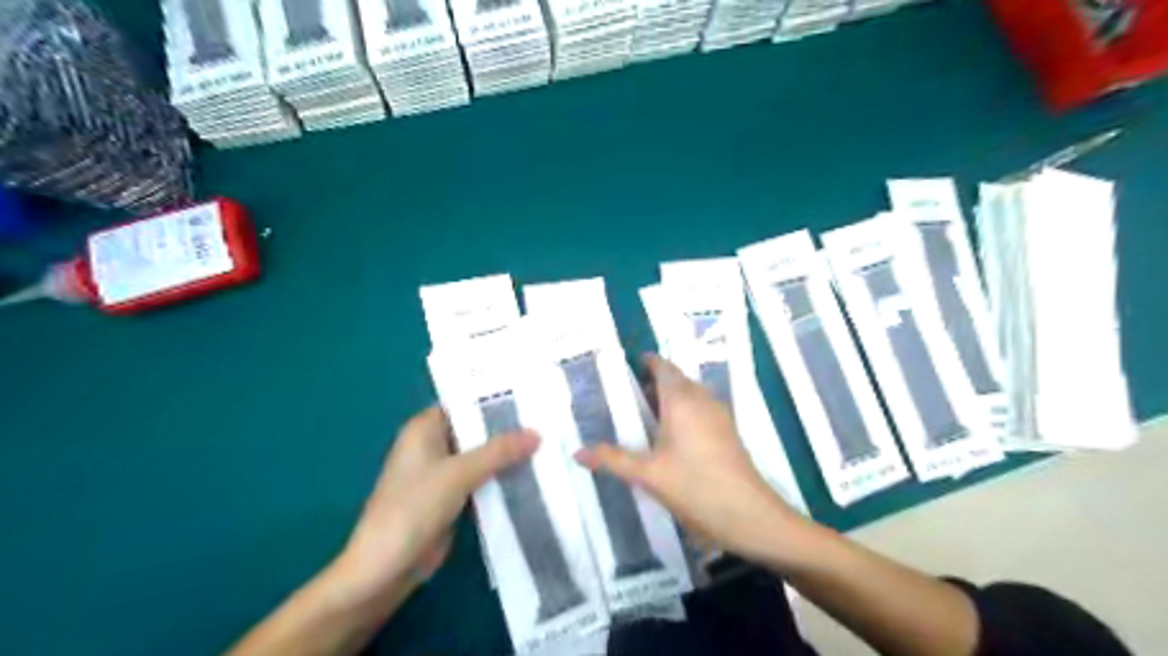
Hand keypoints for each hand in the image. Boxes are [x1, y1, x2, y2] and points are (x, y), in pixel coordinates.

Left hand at [336, 407, 541, 601]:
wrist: (385, 569)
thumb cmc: (414, 508)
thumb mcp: (459, 473)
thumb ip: (499, 451)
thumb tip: (537, 433)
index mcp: (425, 429)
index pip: (465, 403)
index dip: (496, 399)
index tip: (531, 397)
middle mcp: (432, 445)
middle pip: (476, 431)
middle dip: (507, 429)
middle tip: (547, 421)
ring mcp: (442, 474)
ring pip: (481, 457)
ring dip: (507, 456)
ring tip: (548, 444)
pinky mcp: (450, 499)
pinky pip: (481, 481)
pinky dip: (501, 479)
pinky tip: (532, 475)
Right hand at [577, 353, 804, 563]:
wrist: (749, 514)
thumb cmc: (695, 486)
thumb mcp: (647, 474)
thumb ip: (611, 459)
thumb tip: (576, 453)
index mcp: (681, 400)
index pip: (663, 367)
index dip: (647, 362)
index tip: (627, 365)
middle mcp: (701, 399)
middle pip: (676, 379)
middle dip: (653, 381)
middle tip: (627, 394)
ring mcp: (718, 415)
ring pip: (690, 394)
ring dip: (669, 397)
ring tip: (644, 414)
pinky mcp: (727, 432)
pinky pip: (700, 408)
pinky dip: (682, 411)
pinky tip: (670, 435)